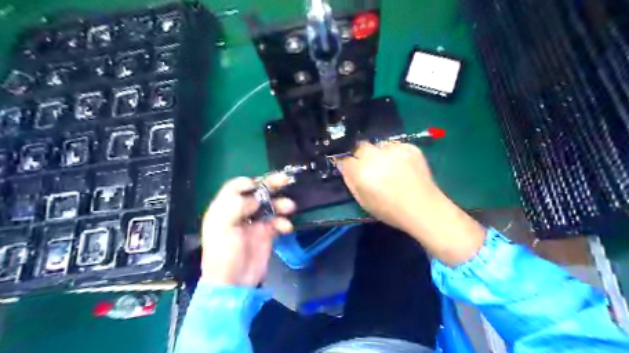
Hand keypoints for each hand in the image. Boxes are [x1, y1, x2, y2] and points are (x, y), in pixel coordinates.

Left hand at [200, 176, 295, 287]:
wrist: (235, 283)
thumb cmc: (223, 254)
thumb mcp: (223, 227)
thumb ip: (237, 206)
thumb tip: (256, 197)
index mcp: (225, 208)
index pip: (236, 187)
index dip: (248, 182)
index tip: (261, 184)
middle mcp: (240, 212)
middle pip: (257, 193)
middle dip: (272, 185)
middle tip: (286, 180)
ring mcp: (255, 223)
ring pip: (271, 206)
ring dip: (281, 204)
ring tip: (289, 207)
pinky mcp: (267, 234)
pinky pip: (278, 222)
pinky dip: (284, 222)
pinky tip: (286, 227)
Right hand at [333, 141, 441, 235]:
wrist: (423, 208)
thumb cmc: (389, 210)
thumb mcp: (362, 200)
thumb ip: (349, 180)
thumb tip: (343, 164)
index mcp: (361, 171)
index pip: (344, 157)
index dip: (345, 161)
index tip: (348, 164)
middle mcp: (375, 156)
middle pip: (360, 146)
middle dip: (360, 154)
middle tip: (369, 166)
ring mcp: (394, 149)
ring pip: (378, 145)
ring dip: (378, 153)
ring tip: (388, 166)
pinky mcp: (409, 147)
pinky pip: (394, 145)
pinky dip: (394, 153)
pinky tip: (401, 165)